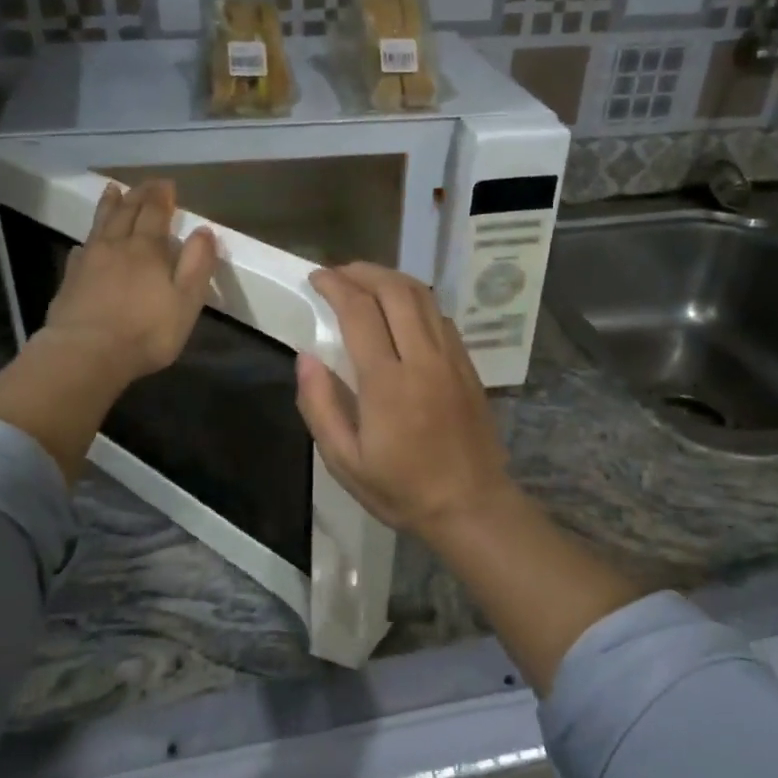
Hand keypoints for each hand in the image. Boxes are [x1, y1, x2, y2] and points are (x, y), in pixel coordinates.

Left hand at [42, 181, 218, 381]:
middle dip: (138, 195)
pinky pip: (81, 249)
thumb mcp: (186, 301)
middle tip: (145, 185)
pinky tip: (86, 244)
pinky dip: (88, 240)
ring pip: (100, 224)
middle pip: (126, 212)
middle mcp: (116, 246)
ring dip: (109, 205)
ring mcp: (89, 261)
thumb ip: (197, 265)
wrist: (86, 354)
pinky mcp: (70, 280)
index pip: (155, 212)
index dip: (161, 196)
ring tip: (112, 190)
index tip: (166, 184)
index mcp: (147, 249)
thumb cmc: (145, 331)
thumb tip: (204, 231)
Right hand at [295, 263, 518, 540]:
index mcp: (387, 382)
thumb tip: (305, 357)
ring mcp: (451, 358)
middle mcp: (422, 358)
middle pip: (394, 290)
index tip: (316, 278)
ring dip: (391, 279)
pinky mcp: (467, 365)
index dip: (335, 285)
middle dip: (362, 271)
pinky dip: (415, 300)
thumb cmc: (401, 489)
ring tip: (365, 281)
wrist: (472, 506)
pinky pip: (440, 315)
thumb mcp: (344, 462)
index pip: (359, 311)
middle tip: (338, 273)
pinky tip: (400, 310)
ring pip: (423, 296)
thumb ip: (319, 406)